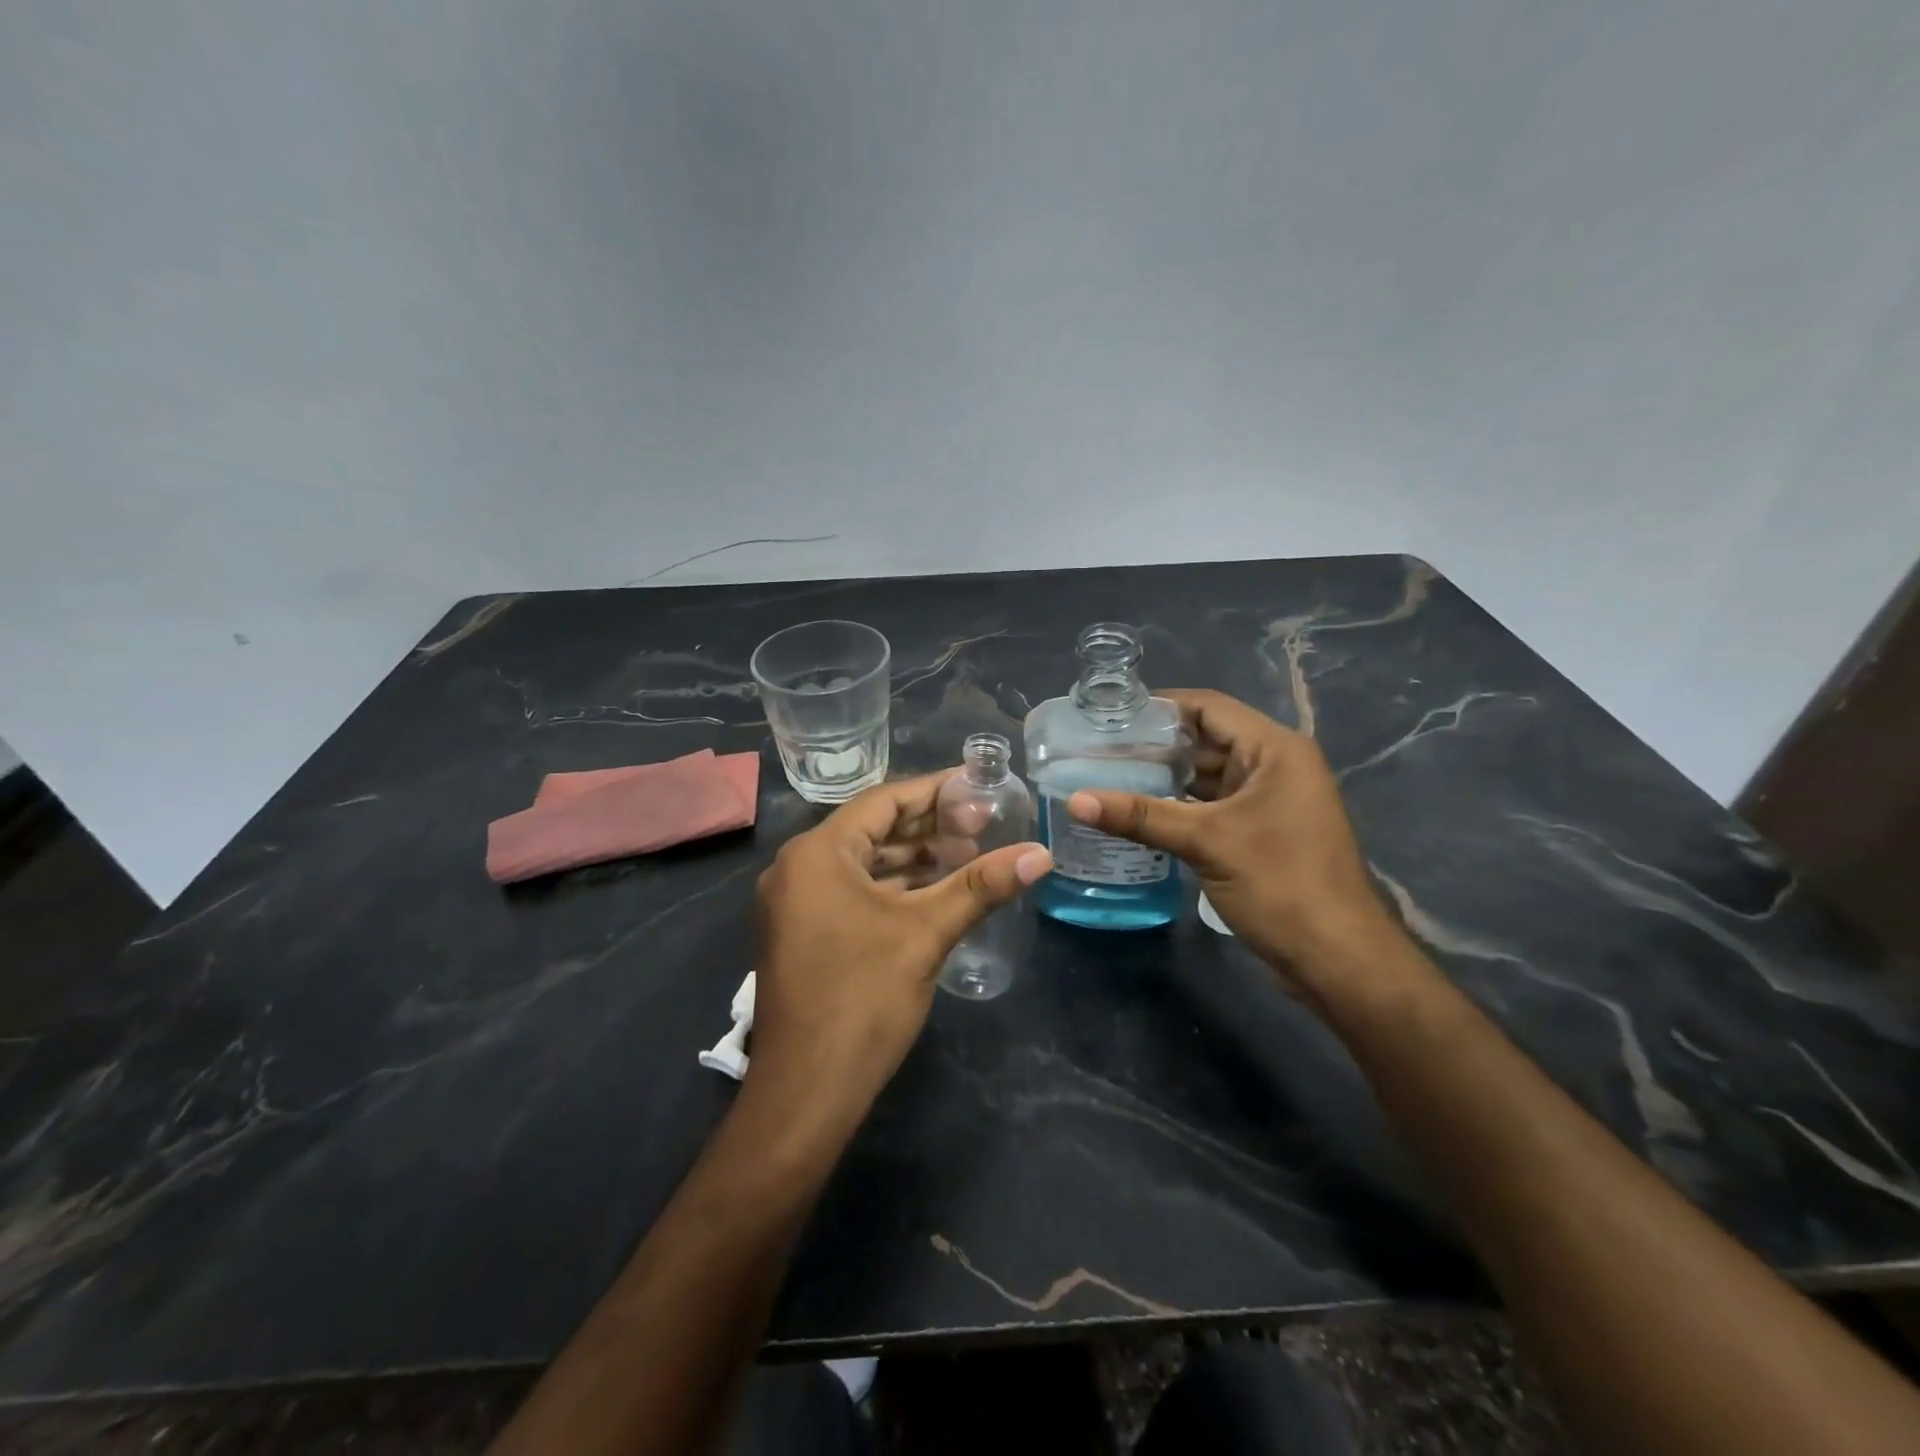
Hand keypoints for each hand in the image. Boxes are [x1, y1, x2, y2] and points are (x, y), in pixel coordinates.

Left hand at [749, 773, 1050, 1122]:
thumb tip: (1041, 853)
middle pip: (873, 829)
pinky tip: (935, 891)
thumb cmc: (862, 998)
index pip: (883, 801)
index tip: (977, 784)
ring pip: (864, 863)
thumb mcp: (926, 933)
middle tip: (983, 821)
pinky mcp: (804, 932)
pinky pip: (853, 891)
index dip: (934, 790)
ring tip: (969, 852)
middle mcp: (799, 868)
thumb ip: (982, 886)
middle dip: (928, 825)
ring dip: (914, 858)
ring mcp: (797, 903)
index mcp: (817, 853)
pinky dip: (894, 887)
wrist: (806, 1092)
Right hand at [1065, 690, 1395, 992]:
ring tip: (1107, 777)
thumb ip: (1141, 816)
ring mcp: (1268, 801)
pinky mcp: (1259, 832)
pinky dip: (1177, 806)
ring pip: (1206, 776)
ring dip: (1163, 778)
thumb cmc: (1281, 885)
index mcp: (1274, 750)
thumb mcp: (1207, 842)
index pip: (1209, 708)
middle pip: (1205, 740)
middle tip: (1098, 749)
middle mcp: (1274, 766)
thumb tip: (1075, 801)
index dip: (1160, 706)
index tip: (1110, 715)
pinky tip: (1137, 814)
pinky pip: (1211, 806)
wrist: (1337, 958)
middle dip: (1154, 745)